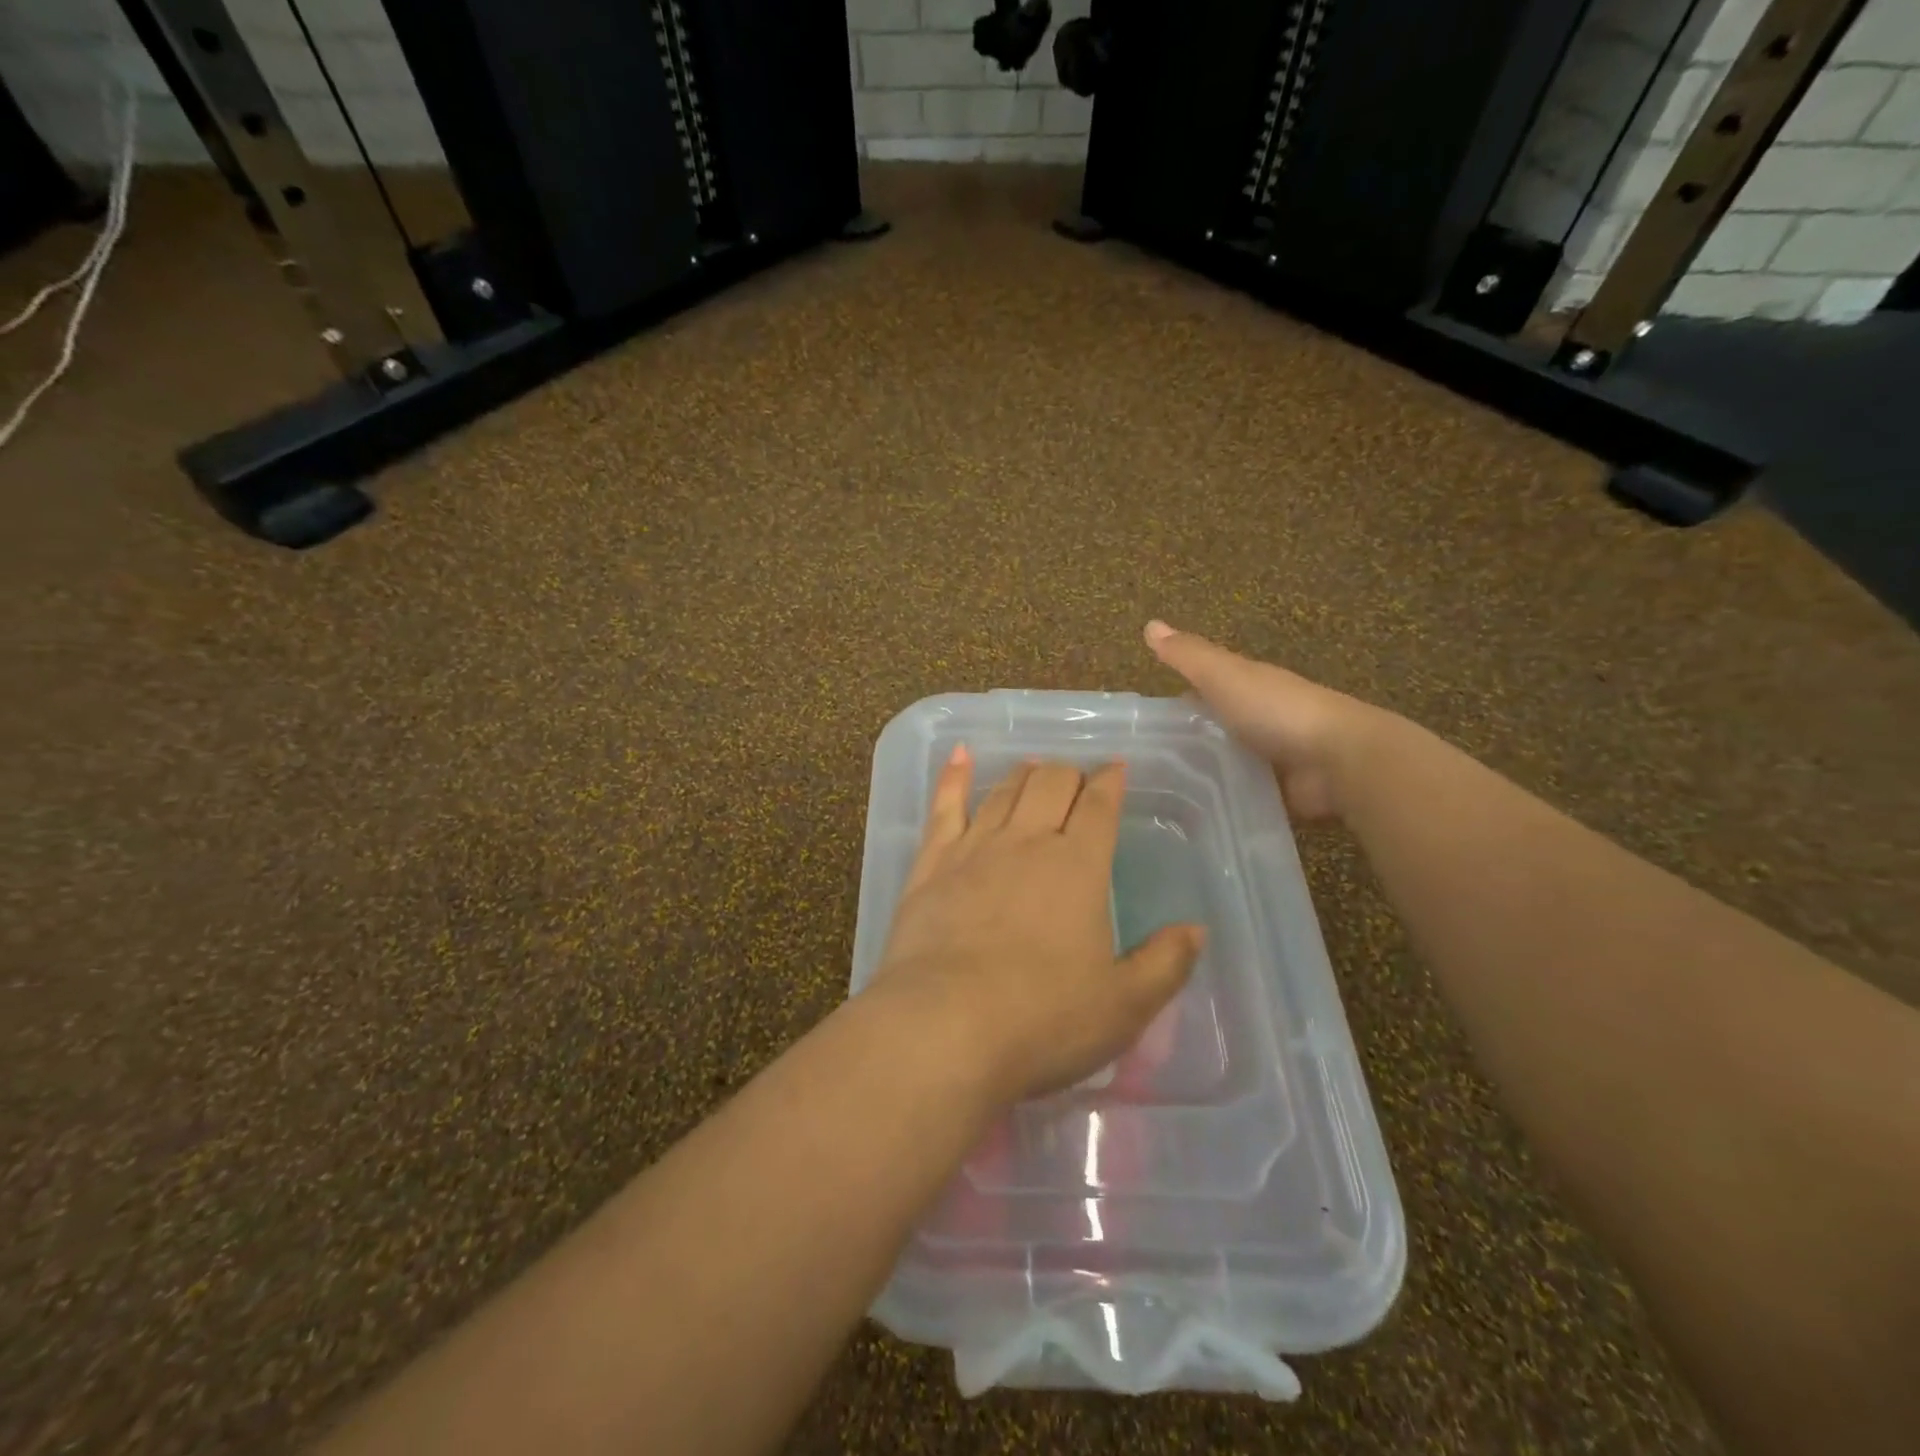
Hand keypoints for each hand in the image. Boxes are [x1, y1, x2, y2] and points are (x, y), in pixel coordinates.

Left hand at [871, 747, 1204, 1103]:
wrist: (945, 1026)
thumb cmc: (1043, 1019)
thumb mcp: (1124, 1005)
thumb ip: (1166, 963)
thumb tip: (1196, 929)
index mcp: (1079, 866)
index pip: (1100, 806)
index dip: (1111, 782)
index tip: (1117, 768)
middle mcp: (1027, 842)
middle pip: (1051, 784)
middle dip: (1070, 773)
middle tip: (1077, 781)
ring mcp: (974, 848)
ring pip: (1004, 791)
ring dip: (1024, 774)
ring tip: (1034, 768)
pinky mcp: (931, 865)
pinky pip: (944, 807)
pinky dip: (954, 776)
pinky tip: (959, 754)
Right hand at [1144, 619, 1388, 821]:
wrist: (1338, 760)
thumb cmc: (1276, 710)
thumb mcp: (1224, 676)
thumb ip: (1188, 656)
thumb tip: (1149, 624)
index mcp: (1249, 688)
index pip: (1206, 691)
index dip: (1178, 701)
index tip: (1146, 723)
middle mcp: (1260, 721)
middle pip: (1216, 729)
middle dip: (1188, 743)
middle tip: (1145, 768)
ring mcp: (1273, 760)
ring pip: (1227, 764)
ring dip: (1204, 774)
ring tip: (1161, 797)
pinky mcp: (1280, 794)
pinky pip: (1243, 796)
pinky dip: (1224, 802)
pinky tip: (1194, 815)